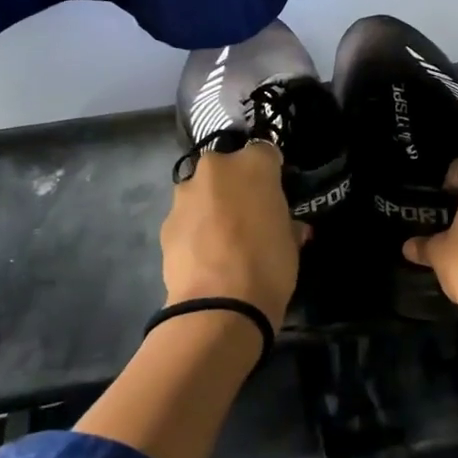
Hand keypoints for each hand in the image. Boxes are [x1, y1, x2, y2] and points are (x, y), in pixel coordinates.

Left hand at [161, 141, 308, 327]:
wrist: (219, 305)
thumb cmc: (268, 265)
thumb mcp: (291, 242)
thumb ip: (287, 223)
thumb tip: (289, 227)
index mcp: (253, 164)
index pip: (266, 152)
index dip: (271, 171)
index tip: (275, 192)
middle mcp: (216, 168)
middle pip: (227, 166)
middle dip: (236, 183)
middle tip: (248, 213)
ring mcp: (186, 193)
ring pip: (202, 190)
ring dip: (211, 204)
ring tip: (222, 237)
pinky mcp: (166, 221)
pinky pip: (186, 216)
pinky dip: (194, 227)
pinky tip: (204, 253)